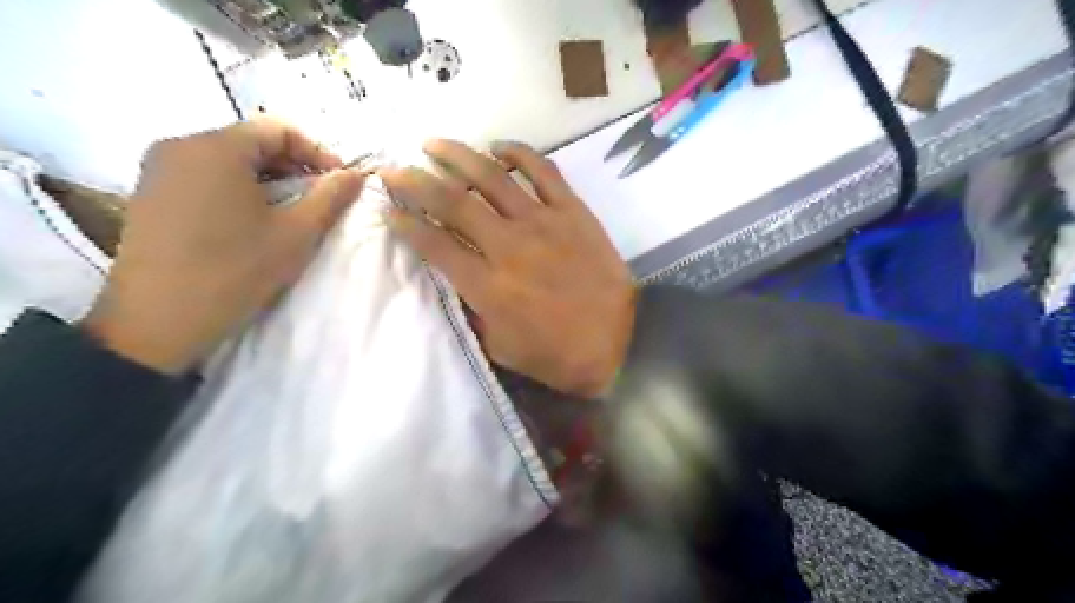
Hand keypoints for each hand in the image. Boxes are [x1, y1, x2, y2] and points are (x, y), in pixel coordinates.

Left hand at [82, 118, 365, 372]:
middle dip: (293, 166)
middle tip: (319, 198)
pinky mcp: (149, 194)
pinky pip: (205, 176)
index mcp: (215, 148)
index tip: (339, 182)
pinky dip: (238, 189)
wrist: (158, 322)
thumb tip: (356, 174)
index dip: (317, 151)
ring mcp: (158, 170)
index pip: (277, 129)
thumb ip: (330, 197)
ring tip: (290, 211)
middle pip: (250, 141)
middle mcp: (179, 145)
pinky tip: (253, 221)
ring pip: (228, 159)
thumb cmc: (236, 271)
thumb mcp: (296, 234)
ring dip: (268, 179)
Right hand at [382, 139, 631, 397]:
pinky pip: (543, 170)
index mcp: (487, 286)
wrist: (620, 340)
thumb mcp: (501, 347)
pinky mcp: (572, 211)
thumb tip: (456, 278)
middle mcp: (508, 246)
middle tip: (393, 169)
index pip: (434, 244)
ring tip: (433, 144)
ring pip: (491, 177)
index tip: (390, 210)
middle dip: (415, 181)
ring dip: (457, 155)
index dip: (406, 223)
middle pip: (452, 202)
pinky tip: (498, 146)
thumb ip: (472, 310)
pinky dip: (519, 153)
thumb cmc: (558, 354)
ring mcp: (542, 223)